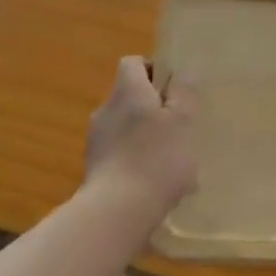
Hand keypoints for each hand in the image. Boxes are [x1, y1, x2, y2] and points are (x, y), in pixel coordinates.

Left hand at [84, 57, 198, 224]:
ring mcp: (95, 140)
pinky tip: (156, 184)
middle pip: (130, 96)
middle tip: (179, 127)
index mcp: (127, 91)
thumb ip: (183, 95)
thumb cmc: (156, 158)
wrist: (115, 212)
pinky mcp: (93, 169)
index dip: (153, 69)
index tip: (173, 89)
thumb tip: (181, 75)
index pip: (133, 63)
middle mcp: (106, 109)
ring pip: (126, 128)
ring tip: (172, 163)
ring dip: (146, 137)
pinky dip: (136, 161)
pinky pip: (120, 154)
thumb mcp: (182, 121)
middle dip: (154, 108)